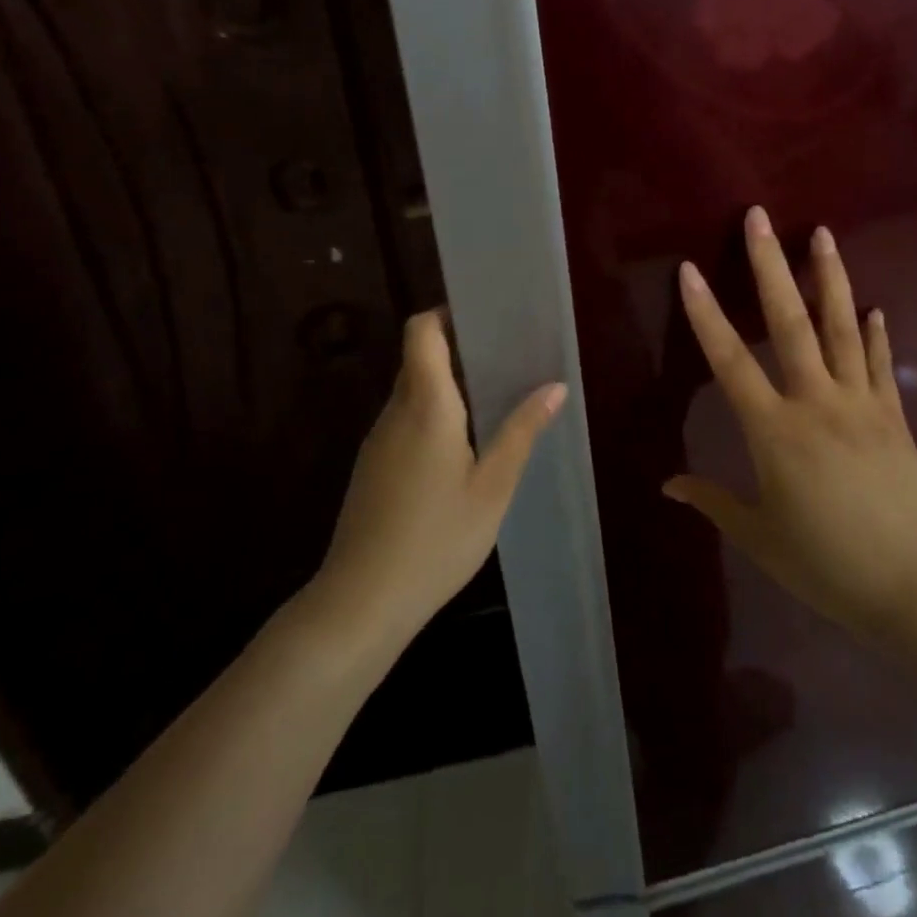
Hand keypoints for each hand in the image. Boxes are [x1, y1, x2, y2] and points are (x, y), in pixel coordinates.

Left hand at [319, 310, 565, 640]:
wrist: (362, 602)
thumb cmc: (437, 539)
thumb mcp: (493, 487)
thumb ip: (522, 431)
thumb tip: (555, 386)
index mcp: (425, 404)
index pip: (421, 331)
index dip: (446, 314)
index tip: (484, 318)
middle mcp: (395, 411)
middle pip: (419, 357)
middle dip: (458, 349)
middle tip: (505, 358)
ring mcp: (379, 439)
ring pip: (412, 390)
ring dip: (448, 385)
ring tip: (494, 399)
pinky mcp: (373, 465)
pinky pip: (405, 419)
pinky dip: (434, 414)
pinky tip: (463, 446)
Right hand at [665, 206, 916, 642]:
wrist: (915, 587)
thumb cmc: (827, 564)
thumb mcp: (759, 537)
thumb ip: (712, 501)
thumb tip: (667, 483)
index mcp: (775, 431)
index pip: (731, 361)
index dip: (706, 314)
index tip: (690, 270)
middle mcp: (817, 402)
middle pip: (790, 322)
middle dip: (770, 265)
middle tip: (760, 217)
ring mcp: (861, 403)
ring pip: (842, 328)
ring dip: (829, 277)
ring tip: (822, 233)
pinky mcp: (894, 415)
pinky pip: (882, 364)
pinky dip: (878, 333)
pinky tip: (876, 305)